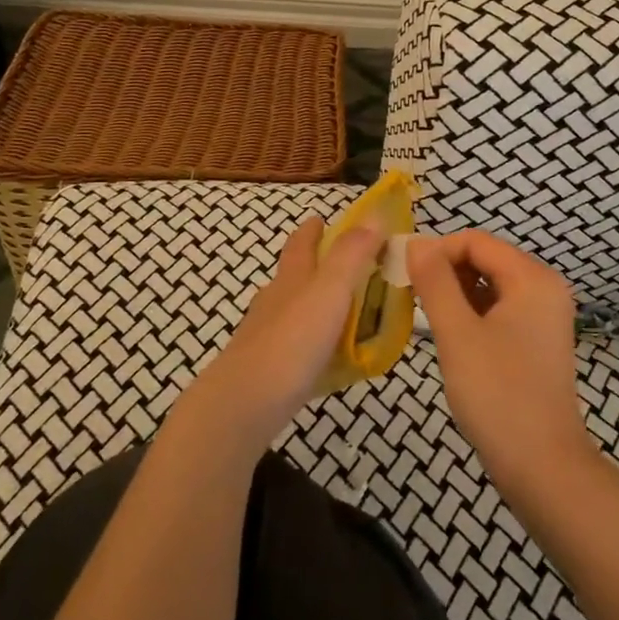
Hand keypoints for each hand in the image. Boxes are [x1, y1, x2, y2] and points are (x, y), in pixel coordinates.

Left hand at [174, 217, 382, 461]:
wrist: (244, 404)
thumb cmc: (292, 340)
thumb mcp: (330, 290)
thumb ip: (352, 254)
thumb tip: (374, 215)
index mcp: (291, 278)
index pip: (300, 244)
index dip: (312, 230)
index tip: (321, 219)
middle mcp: (275, 301)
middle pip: (294, 275)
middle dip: (314, 266)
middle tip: (348, 267)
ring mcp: (267, 336)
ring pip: (293, 311)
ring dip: (315, 305)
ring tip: (345, 312)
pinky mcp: (268, 369)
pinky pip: (296, 346)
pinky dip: (314, 342)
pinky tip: (328, 356)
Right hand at [406, 230, 590, 495]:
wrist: (543, 467)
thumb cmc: (498, 394)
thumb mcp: (457, 334)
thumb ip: (435, 282)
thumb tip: (415, 242)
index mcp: (533, 278)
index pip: (476, 241)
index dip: (437, 252)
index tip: (403, 276)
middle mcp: (545, 287)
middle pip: (485, 260)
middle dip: (446, 273)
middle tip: (411, 300)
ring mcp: (545, 316)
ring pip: (490, 286)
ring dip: (457, 294)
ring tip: (428, 320)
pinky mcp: (538, 340)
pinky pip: (500, 310)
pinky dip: (473, 314)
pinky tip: (452, 338)